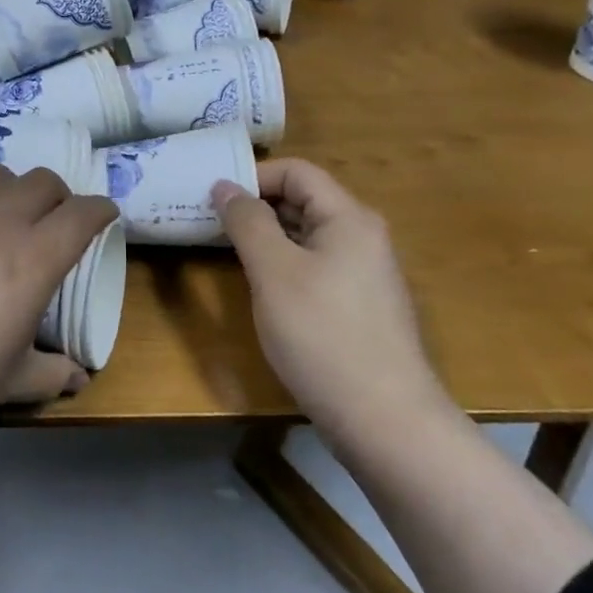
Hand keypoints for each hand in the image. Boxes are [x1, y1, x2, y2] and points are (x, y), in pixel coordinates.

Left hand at [0, 165, 118, 448]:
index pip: (83, 213)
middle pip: (43, 181)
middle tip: (49, 228)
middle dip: (57, 199)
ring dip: (7, 193)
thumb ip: (49, 375)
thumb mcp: (3, 387)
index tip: (103, 219)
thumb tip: (79, 378)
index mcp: (31, 259)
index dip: (101, 212)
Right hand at [211, 159, 446, 444]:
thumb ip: (247, 222)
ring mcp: (364, 274)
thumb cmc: (322, 335)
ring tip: (224, 249)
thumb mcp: (273, 271)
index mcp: (348, 218)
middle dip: (255, 205)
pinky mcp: (358, 306)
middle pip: (303, 200)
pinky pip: (314, 266)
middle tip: (208, 220)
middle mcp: (362, 237)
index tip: (212, 197)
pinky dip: (282, 264)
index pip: (297, 172)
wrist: (384, 420)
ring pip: (306, 236)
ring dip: (266, 236)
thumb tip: (225, 185)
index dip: (253, 176)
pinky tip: (259, 287)